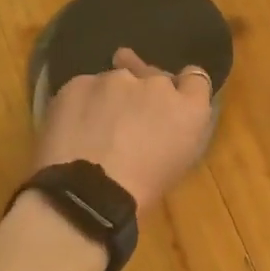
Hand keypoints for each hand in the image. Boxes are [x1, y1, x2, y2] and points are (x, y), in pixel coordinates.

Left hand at [35, 48, 213, 213]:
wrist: (87, 193)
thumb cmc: (141, 191)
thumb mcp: (178, 164)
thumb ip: (181, 129)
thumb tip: (168, 116)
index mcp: (189, 109)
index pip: (195, 78)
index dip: (182, 89)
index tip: (171, 103)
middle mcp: (157, 84)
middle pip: (154, 77)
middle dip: (146, 94)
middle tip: (129, 122)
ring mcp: (115, 79)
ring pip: (116, 80)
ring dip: (112, 97)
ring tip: (96, 128)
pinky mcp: (79, 83)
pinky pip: (85, 87)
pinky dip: (82, 103)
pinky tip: (73, 128)